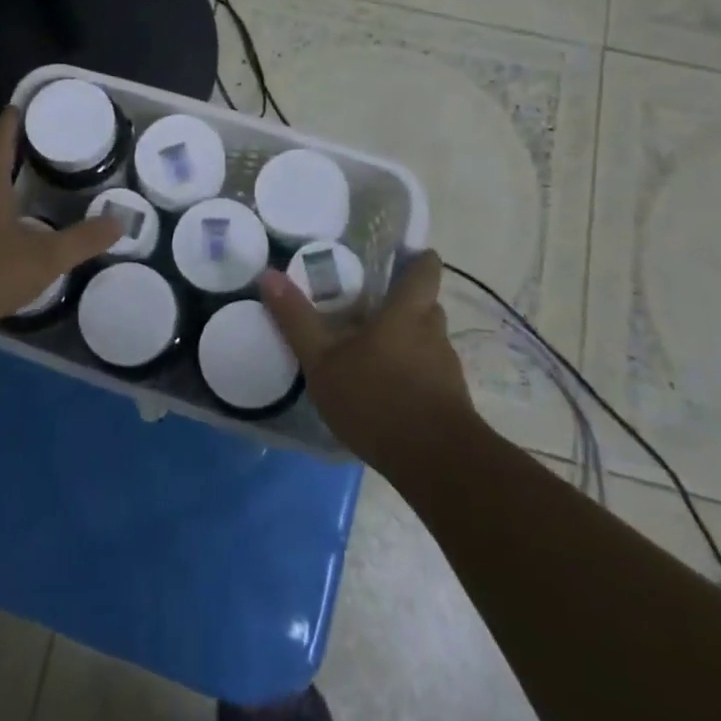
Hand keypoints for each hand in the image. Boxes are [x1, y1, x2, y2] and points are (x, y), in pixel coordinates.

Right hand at [259, 251, 482, 477]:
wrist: (436, 464)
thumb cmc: (377, 398)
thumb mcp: (323, 360)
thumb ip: (297, 319)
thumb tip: (268, 275)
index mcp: (407, 311)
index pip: (426, 268)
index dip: (417, 258)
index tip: (400, 257)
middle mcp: (433, 332)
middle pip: (426, 304)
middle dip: (403, 303)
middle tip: (370, 306)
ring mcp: (447, 369)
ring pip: (428, 341)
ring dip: (407, 341)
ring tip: (374, 352)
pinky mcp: (452, 402)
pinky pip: (431, 374)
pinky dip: (413, 375)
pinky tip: (387, 392)